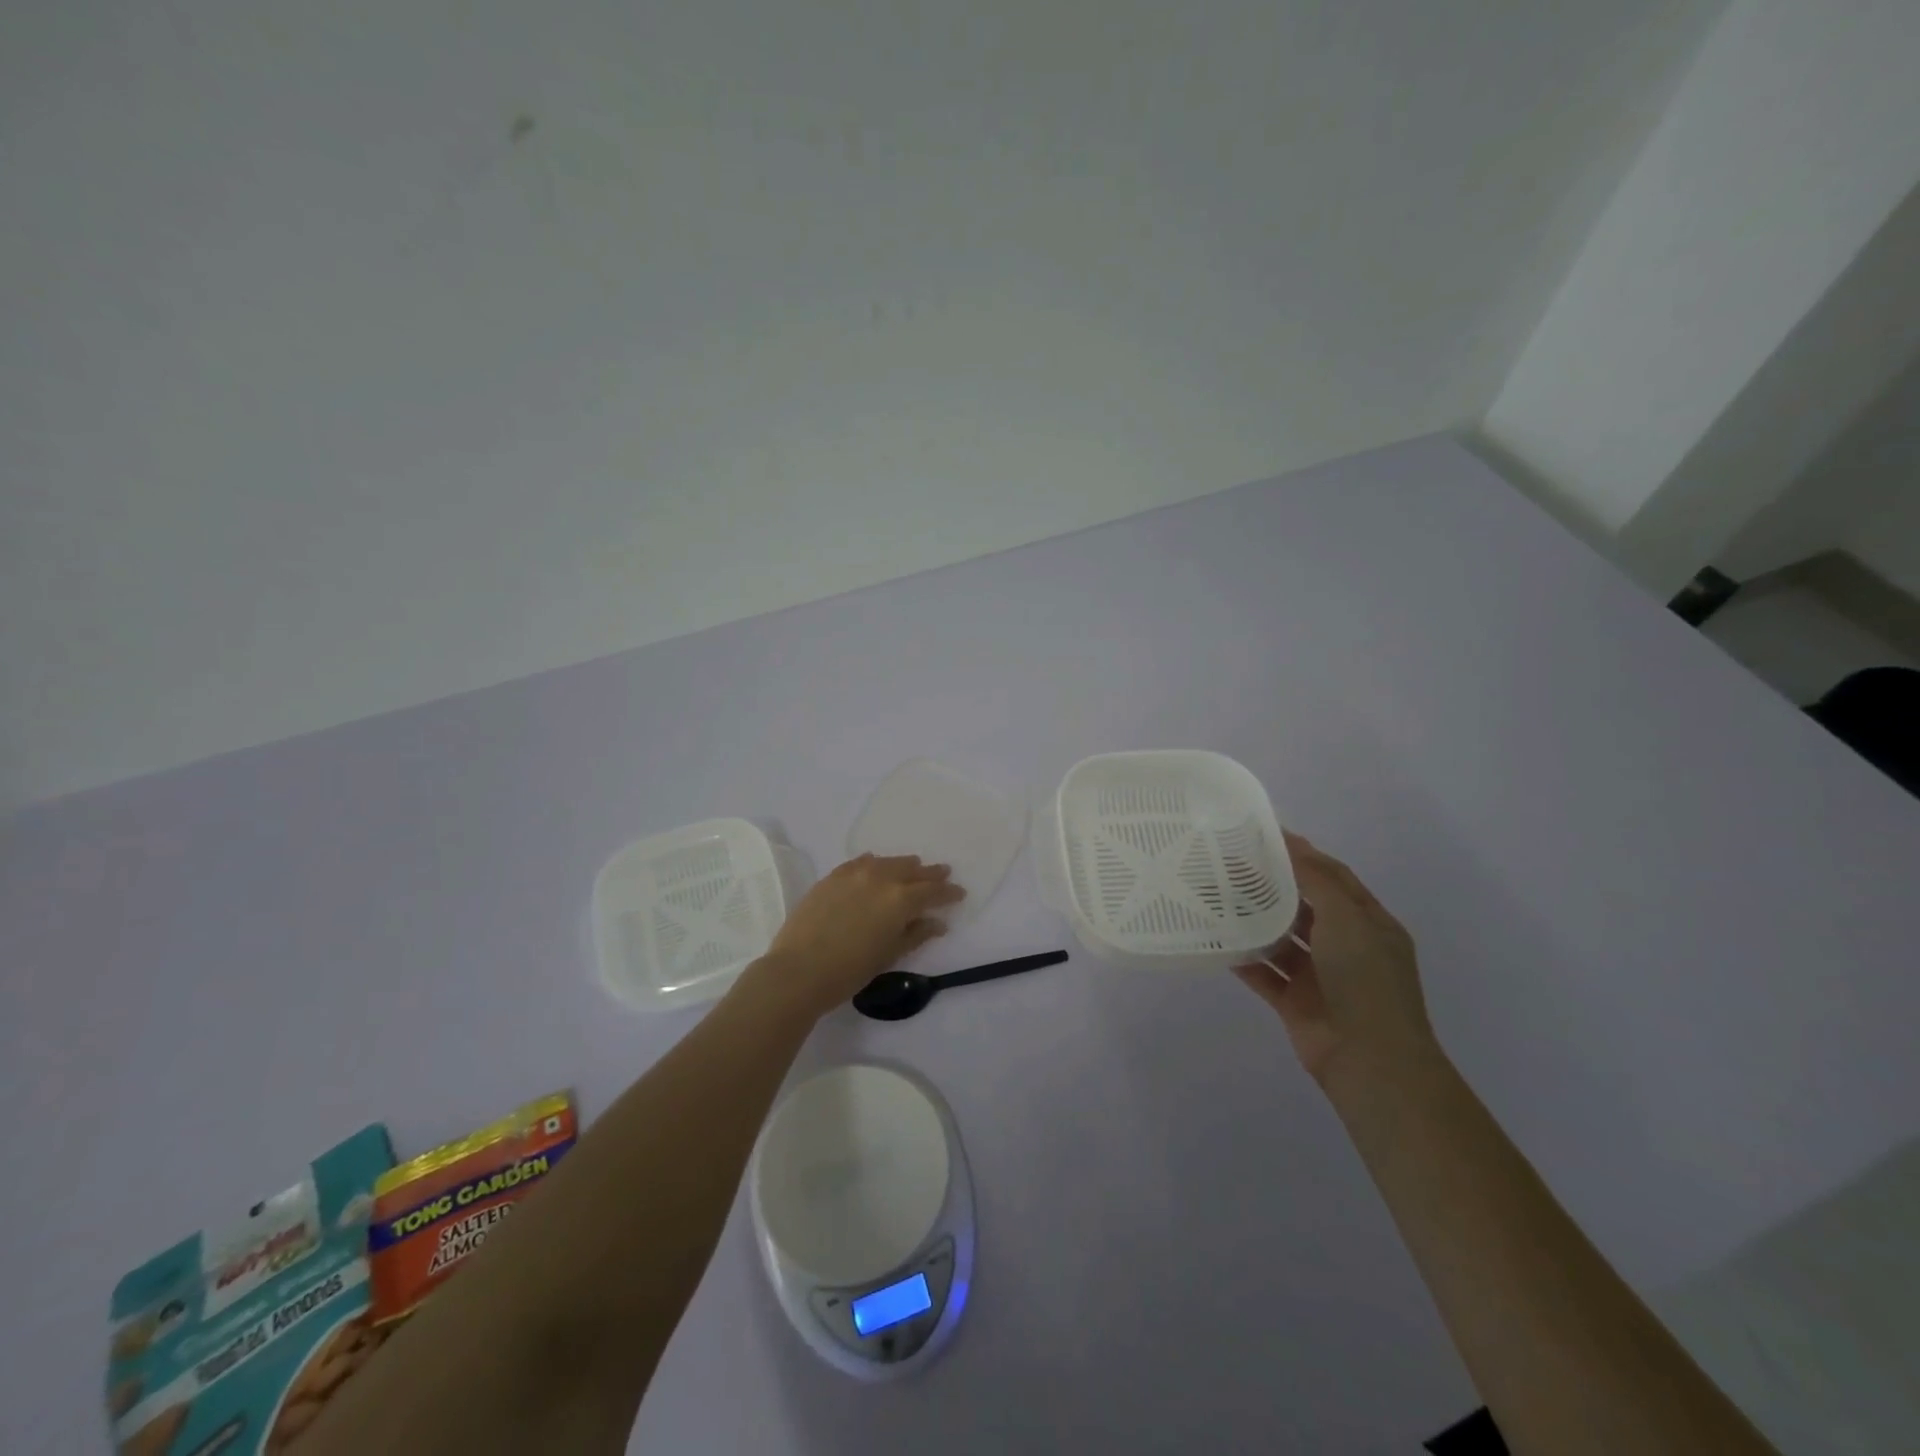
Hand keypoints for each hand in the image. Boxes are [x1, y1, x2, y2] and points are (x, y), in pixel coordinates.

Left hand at [743, 854, 964, 1020]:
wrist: (799, 970)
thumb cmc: (850, 971)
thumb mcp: (890, 954)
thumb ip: (916, 934)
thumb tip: (937, 922)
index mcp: (901, 900)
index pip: (933, 891)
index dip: (948, 892)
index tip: (959, 893)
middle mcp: (881, 878)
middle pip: (912, 870)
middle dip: (930, 874)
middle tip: (943, 873)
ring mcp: (854, 873)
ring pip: (887, 862)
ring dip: (904, 866)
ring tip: (913, 868)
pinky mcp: (833, 876)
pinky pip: (861, 862)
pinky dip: (875, 864)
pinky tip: (876, 866)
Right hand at [1233, 831, 1436, 1089]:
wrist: (1369, 1060)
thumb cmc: (1365, 979)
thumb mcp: (1348, 918)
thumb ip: (1317, 879)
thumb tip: (1292, 842)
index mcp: (1368, 923)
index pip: (1334, 877)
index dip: (1303, 854)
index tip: (1264, 835)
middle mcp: (1345, 946)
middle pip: (1304, 906)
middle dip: (1272, 886)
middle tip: (1230, 863)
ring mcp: (1319, 976)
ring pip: (1281, 939)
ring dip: (1254, 920)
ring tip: (1217, 895)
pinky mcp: (1295, 1001)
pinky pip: (1264, 973)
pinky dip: (1243, 958)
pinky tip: (1216, 939)